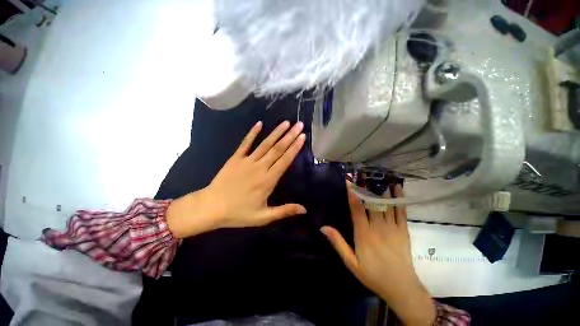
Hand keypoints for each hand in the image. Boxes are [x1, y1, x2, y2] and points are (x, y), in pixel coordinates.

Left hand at [166, 121, 306, 237]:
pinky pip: (245, 143)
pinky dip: (252, 133)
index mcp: (268, 180)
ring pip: (265, 144)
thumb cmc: (239, 213)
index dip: (294, 148)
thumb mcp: (263, 217)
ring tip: (286, 122)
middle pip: (277, 149)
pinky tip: (259, 123)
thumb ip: (284, 211)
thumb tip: (304, 210)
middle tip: (299, 125)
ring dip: (276, 132)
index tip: (302, 137)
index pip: (284, 161)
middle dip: (290, 136)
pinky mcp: (236, 158)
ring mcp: (247, 161)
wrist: (211, 207)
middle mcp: (260, 167)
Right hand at [321, 184, 435, 325]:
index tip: (349, 182)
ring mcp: (392, 228)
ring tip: (377, 175)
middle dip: (365, 187)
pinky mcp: (404, 231)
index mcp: (363, 233)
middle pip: (371, 202)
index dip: (352, 193)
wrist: (401, 288)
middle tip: (362, 173)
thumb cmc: (372, 274)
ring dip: (380, 189)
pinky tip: (396, 188)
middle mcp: (377, 227)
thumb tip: (323, 227)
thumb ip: (338, 243)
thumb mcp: (350, 262)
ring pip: (385, 204)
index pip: (356, 208)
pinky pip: (401, 212)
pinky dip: (399, 199)